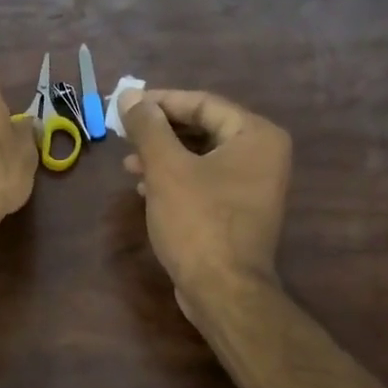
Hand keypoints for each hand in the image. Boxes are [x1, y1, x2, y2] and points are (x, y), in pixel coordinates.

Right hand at [120, 88, 290, 313]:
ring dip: (163, 156)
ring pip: (201, 157)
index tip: (125, 105)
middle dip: (160, 131)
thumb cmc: (197, 222)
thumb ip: (148, 127)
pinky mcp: (239, 211)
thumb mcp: (166, 168)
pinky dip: (175, 179)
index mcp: (256, 135)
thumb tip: (130, 96)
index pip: (203, 103)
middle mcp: (263, 155)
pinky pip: (205, 181)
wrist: (223, 291)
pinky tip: (145, 188)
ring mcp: (254, 185)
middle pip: (203, 128)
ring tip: (129, 163)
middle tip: (124, 132)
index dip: (160, 102)